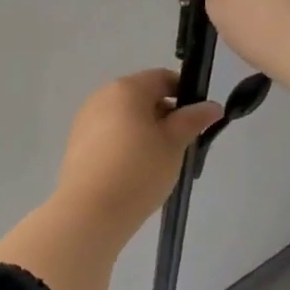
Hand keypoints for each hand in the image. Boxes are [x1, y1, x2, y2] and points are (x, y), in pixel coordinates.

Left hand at [56, 69, 221, 226]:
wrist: (90, 211)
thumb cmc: (139, 170)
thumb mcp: (174, 144)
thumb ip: (193, 119)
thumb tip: (212, 106)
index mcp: (126, 88)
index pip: (162, 78)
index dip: (185, 94)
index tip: (197, 119)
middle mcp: (102, 96)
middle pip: (142, 96)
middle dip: (164, 115)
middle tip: (180, 145)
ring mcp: (85, 119)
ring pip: (125, 117)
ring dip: (144, 131)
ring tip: (157, 162)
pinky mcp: (76, 143)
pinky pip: (108, 134)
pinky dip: (125, 144)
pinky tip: (133, 171)